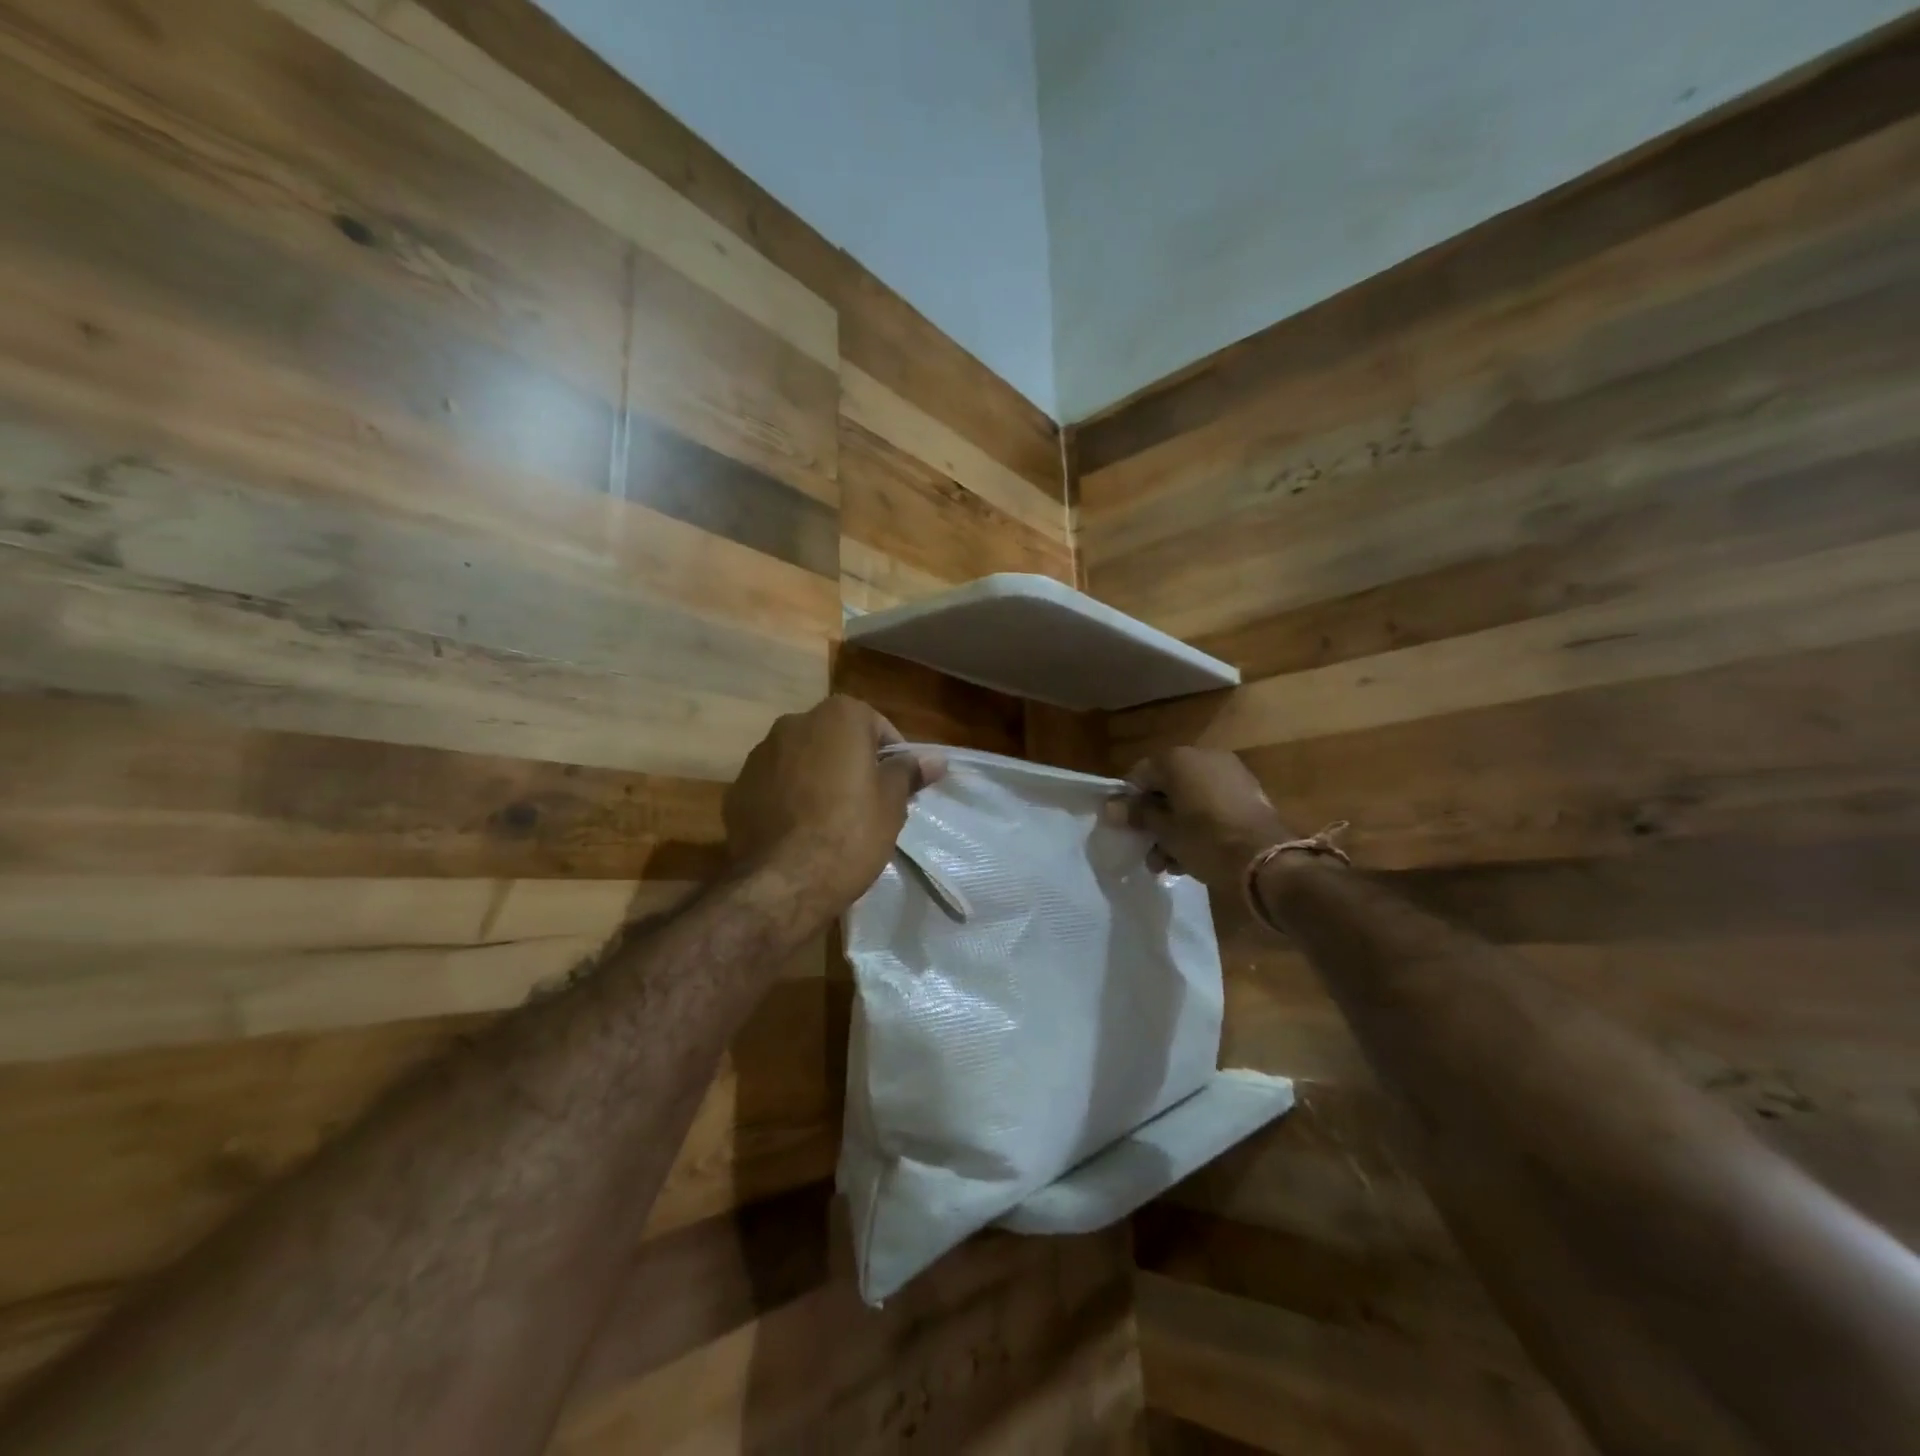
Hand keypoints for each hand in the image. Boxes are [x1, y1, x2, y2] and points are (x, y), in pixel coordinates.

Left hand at [724, 695, 943, 913]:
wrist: (783, 882)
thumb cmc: (850, 833)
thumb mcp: (892, 803)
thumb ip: (908, 772)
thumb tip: (934, 759)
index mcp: (837, 717)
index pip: (877, 726)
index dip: (892, 756)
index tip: (898, 787)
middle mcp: (793, 723)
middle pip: (835, 739)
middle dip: (851, 763)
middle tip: (868, 803)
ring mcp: (759, 755)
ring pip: (801, 760)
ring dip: (817, 778)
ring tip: (831, 820)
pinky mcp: (737, 789)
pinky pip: (774, 786)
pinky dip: (788, 799)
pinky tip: (799, 832)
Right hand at [1119, 748, 1291, 897]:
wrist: (1267, 860)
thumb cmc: (1205, 840)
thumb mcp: (1164, 831)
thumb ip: (1138, 815)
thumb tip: (1111, 807)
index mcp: (1178, 759)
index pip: (1140, 774)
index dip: (1129, 802)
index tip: (1127, 828)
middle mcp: (1204, 757)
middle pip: (1167, 787)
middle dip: (1156, 820)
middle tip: (1149, 849)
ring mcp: (1230, 773)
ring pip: (1190, 800)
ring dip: (1176, 828)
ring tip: (1170, 863)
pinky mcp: (1249, 793)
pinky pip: (1212, 805)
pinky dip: (1200, 825)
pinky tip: (1194, 856)